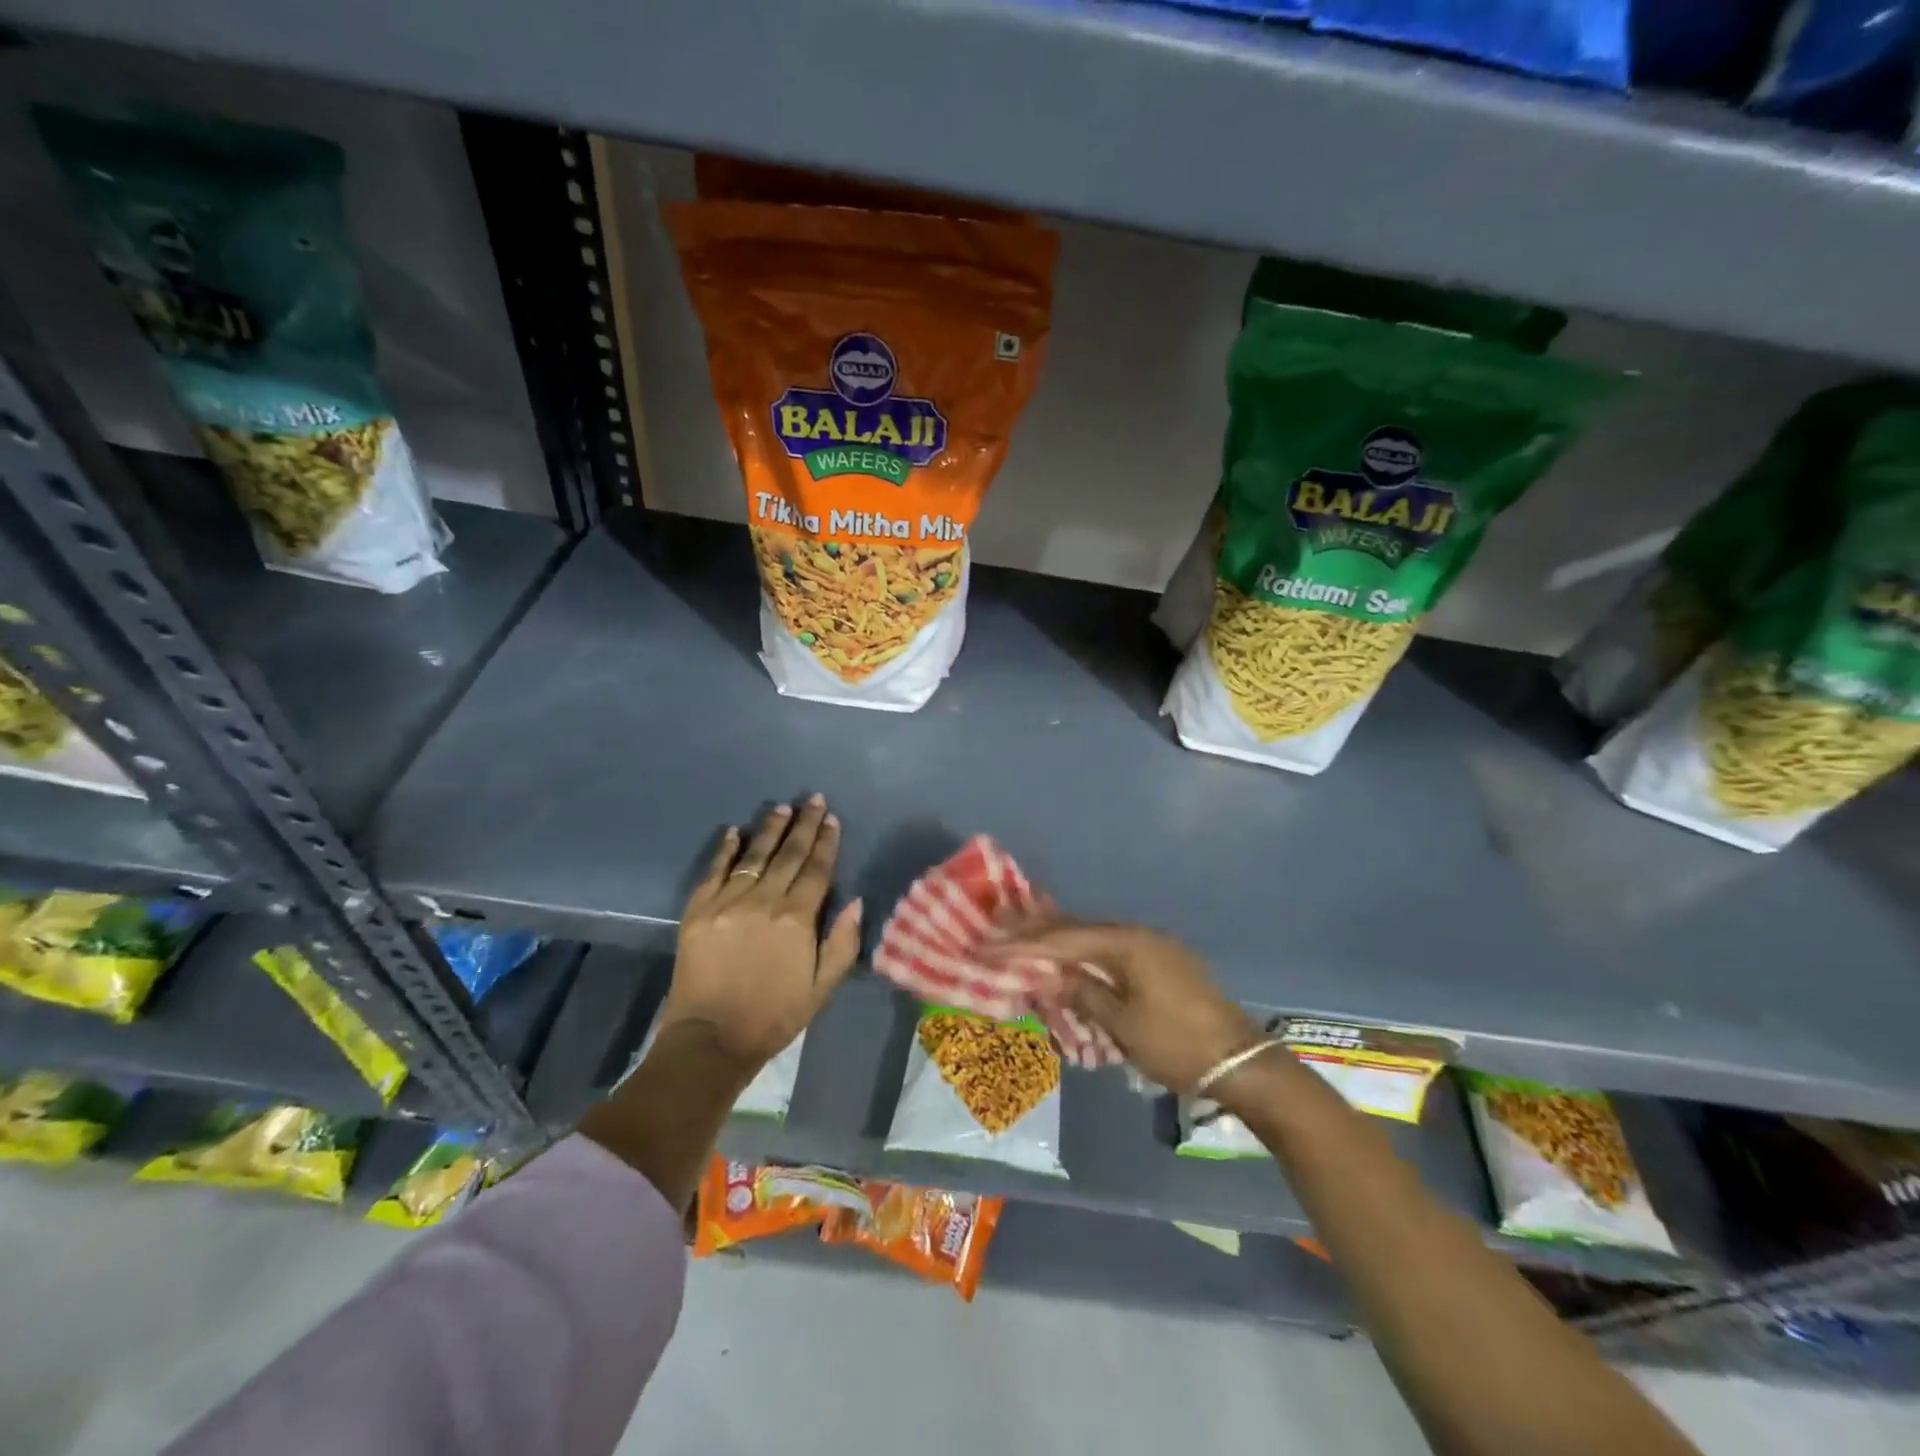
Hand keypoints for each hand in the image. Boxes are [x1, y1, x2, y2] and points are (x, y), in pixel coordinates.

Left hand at [660, 796, 861, 1064]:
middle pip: (788, 855)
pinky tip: (734, 832)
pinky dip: (725, 850)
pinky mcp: (698, 911)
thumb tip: (856, 901)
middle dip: (803, 825)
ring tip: (781, 808)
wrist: (712, 1039)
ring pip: (753, 856)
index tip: (831, 819)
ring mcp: (727, 903)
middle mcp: (763, 901)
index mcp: (797, 919)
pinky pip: (714, 872)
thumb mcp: (823, 987)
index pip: (816, 870)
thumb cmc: (775, 1015)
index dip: (826, 842)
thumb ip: (843, 943)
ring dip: (769, 830)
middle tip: (812, 799)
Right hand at [982, 922, 1261, 1093]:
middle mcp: (1139, 935)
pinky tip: (1070, 957)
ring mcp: (1154, 946)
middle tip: (997, 925)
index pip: (1063, 939)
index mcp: (1127, 944)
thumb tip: (1052, 975)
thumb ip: (1083, 994)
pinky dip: (1085, 953)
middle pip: (1079, 929)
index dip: (1023, 943)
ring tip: (1025, 936)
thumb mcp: (1122, 1025)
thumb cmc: (1176, 1044)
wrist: (1241, 1063)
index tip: (988, 944)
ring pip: (1095, 938)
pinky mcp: (1163, 962)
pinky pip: (1112, 950)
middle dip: (1037, 930)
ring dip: (1061, 940)